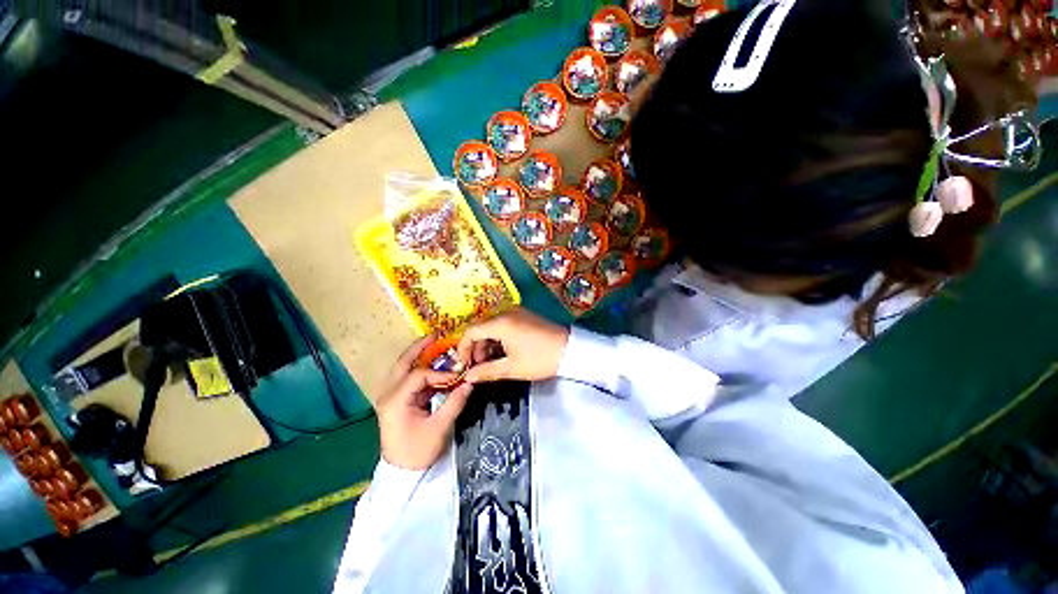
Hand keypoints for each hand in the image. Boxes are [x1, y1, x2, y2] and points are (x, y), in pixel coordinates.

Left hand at [376, 335, 473, 469]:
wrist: (401, 472)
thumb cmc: (417, 451)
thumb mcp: (438, 428)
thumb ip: (454, 403)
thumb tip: (470, 383)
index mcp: (395, 400)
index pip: (419, 376)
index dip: (440, 373)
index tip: (457, 377)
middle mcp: (389, 394)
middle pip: (404, 363)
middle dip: (420, 347)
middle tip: (437, 335)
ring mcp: (391, 396)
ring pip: (404, 368)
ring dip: (419, 355)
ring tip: (436, 343)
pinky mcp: (397, 400)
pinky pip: (409, 378)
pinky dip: (422, 369)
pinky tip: (435, 366)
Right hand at [456, 308, 569, 383]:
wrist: (570, 349)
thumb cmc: (540, 359)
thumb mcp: (512, 368)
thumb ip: (487, 371)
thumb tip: (468, 377)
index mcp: (501, 323)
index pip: (471, 331)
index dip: (463, 348)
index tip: (463, 365)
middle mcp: (505, 312)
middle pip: (480, 327)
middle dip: (476, 348)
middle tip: (478, 367)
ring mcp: (516, 312)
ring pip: (491, 326)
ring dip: (487, 344)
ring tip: (491, 363)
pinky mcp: (523, 315)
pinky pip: (503, 324)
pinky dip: (498, 338)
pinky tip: (502, 353)